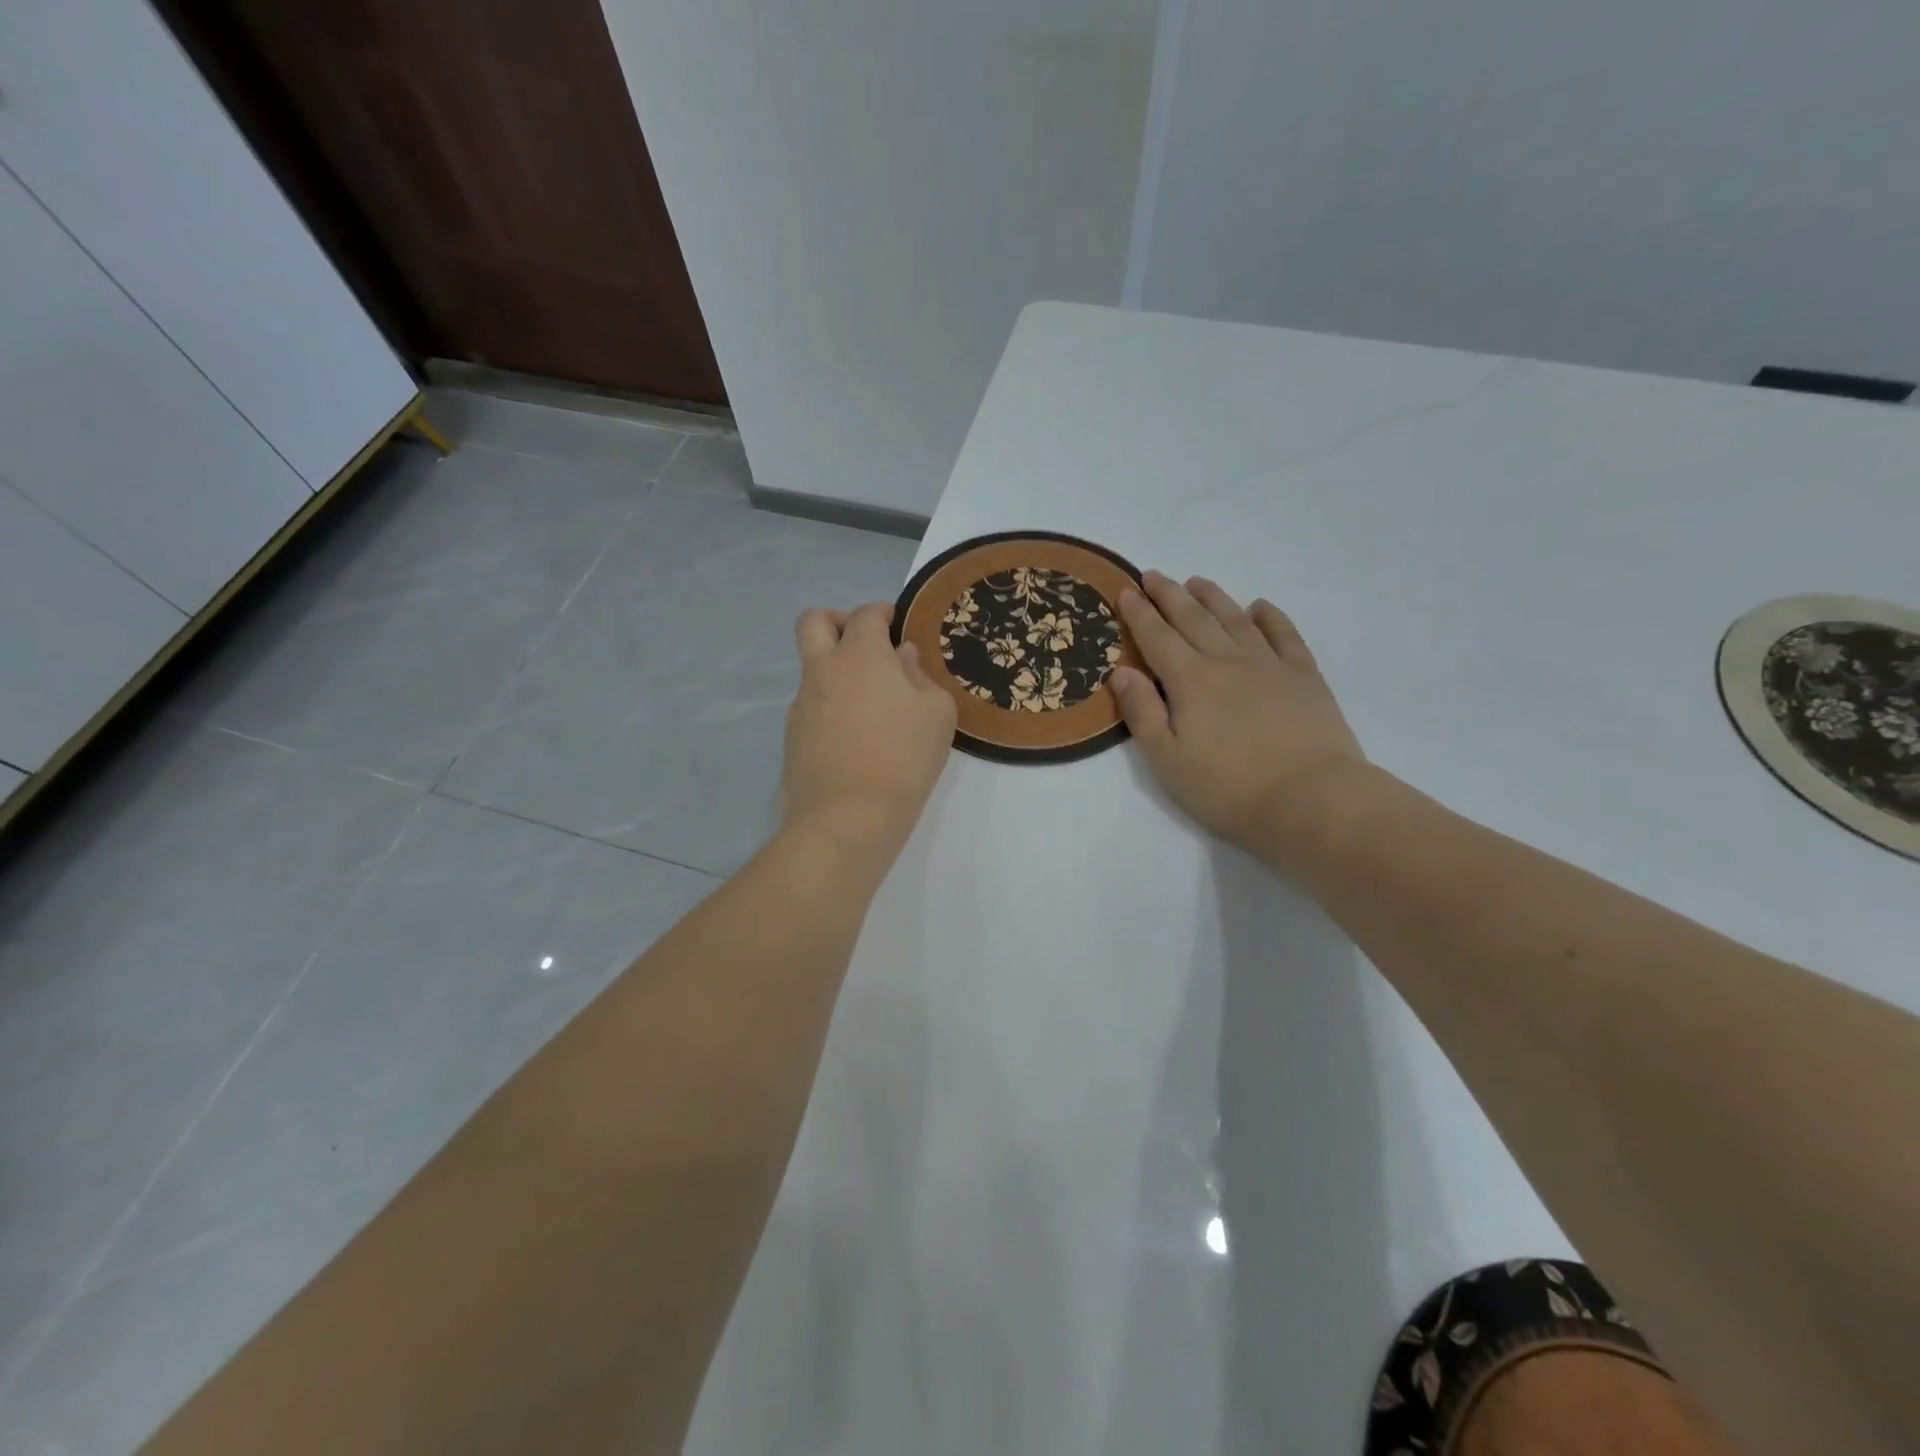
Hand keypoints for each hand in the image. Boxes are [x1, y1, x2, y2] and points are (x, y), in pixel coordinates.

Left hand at [783, 602, 957, 860]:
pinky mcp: (793, 736)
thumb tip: (902, 658)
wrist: (849, 816)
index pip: (865, 615)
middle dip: (837, 621)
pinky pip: (812, 705)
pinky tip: (856, 737)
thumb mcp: (937, 713)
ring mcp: (802, 703)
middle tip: (864, 645)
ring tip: (871, 705)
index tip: (895, 623)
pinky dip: (831, 706)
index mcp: (860, 655)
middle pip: (814, 622)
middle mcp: (823, 670)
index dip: (882, 613)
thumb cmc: (904, 757)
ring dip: (836, 670)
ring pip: (812, 668)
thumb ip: (921, 676)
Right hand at [1110, 572, 1367, 862]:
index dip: (1139, 614)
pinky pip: (1285, 635)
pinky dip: (1270, 617)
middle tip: (1153, 575)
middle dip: (1169, 595)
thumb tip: (1121, 671)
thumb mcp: (1167, 759)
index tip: (1125, 591)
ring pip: (1235, 619)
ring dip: (1214, 597)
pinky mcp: (1305, 677)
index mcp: (1190, 680)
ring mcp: (1270, 665)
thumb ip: (1141, 712)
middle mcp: (1227, 661)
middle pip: (1193, 618)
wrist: (1310, 798)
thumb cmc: (1228, 787)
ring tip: (1197, 582)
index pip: (1157, 637)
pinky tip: (1260, 607)